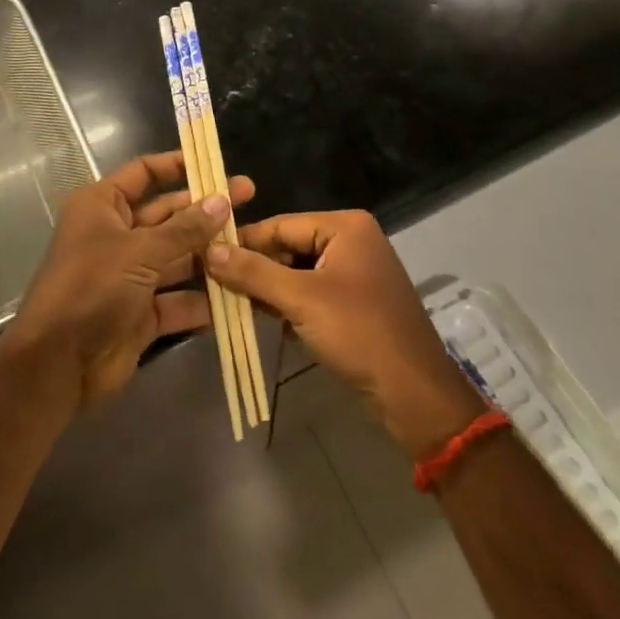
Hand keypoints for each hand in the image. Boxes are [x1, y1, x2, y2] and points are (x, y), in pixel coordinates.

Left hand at [2, 151, 254, 412]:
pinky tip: (239, 293)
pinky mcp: (141, 313)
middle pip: (167, 215)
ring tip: (252, 245)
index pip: (144, 173)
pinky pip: (178, 299)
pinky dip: (203, 299)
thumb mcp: (139, 251)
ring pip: (177, 257)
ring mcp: (130, 275)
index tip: (215, 163)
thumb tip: (223, 201)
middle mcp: (116, 235)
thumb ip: (185, 228)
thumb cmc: (91, 287)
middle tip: (249, 199)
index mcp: (103, 206)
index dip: (178, 165)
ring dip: (210, 254)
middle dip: (205, 211)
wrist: (57, 364)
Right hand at [207, 211, 481, 458]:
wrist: (414, 394)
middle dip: (257, 268)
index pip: (281, 224)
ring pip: (298, 271)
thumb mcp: (301, 300)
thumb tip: (209, 250)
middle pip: (289, 246)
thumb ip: (254, 272)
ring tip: (234, 304)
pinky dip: (291, 304)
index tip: (205, 255)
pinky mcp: (356, 301)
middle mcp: (352, 239)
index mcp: (345, 226)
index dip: (243, 241)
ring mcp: (356, 271)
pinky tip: (270, 322)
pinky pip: (313, 292)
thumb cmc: (359, 334)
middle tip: (216, 285)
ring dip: (271, 289)